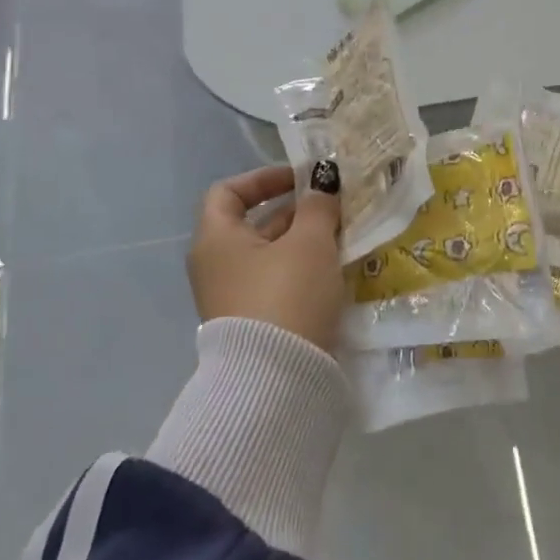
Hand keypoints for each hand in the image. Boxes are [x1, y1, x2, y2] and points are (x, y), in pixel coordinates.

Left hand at [187, 160, 346, 352]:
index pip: (228, 192)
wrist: (276, 380)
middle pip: (254, 224)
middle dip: (296, 213)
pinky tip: (334, 272)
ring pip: (270, 256)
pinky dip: (302, 271)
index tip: (302, 181)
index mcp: (216, 239)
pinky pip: (277, 283)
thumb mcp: (310, 242)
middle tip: (335, 208)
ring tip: (343, 237)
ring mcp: (232, 298)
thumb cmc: (286, 294)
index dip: (264, 178)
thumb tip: (323, 182)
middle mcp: (216, 266)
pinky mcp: (253, 324)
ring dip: (304, 243)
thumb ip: (318, 206)